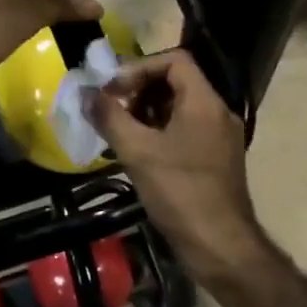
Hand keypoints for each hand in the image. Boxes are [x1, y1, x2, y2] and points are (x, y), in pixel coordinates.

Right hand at [88, 50, 257, 271]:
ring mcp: (220, 137)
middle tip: (112, 109)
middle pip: (177, 82)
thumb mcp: (138, 152)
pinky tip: (137, 152)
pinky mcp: (216, 159)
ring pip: (179, 108)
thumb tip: (85, 94)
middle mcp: (217, 112)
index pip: (175, 60)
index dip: (140, 67)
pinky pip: (185, 130)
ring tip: (119, 131)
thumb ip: (109, 118)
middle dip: (140, 90)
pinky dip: (160, 132)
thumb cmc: (180, 192)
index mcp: (204, 102)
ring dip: (147, 112)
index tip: (114, 89)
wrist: (221, 246)